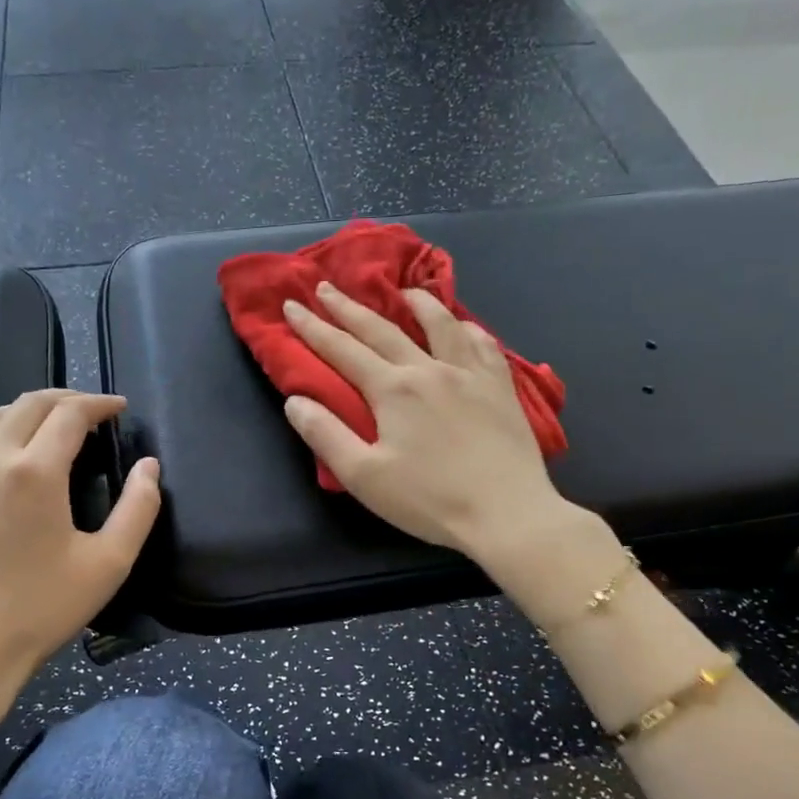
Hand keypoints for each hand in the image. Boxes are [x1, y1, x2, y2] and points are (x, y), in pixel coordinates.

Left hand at [0, 390, 160, 769]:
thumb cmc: (40, 610)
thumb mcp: (108, 564)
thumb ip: (139, 509)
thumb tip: (149, 467)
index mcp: (35, 472)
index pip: (70, 413)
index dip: (99, 403)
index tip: (120, 408)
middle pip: (30, 403)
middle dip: (68, 398)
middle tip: (93, 411)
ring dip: (28, 409)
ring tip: (53, 423)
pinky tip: (2, 445)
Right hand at [282, 283, 584, 567]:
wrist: (507, 513)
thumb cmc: (430, 500)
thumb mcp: (364, 476)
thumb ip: (326, 435)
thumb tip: (295, 400)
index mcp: (392, 390)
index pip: (342, 350)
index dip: (313, 327)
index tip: (291, 304)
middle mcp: (429, 369)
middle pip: (382, 329)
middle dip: (349, 307)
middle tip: (327, 286)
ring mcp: (470, 374)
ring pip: (440, 324)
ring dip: (416, 303)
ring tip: (403, 290)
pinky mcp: (501, 387)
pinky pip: (483, 344)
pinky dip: (466, 328)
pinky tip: (463, 326)